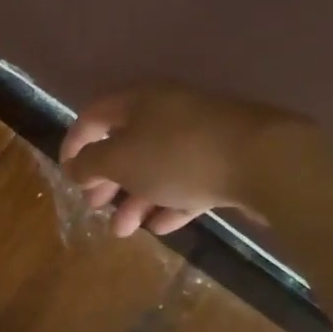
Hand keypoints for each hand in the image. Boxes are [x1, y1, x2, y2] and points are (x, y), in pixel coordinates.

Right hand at [59, 85, 298, 237]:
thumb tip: (75, 166)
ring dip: (136, 198)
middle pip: (127, 143)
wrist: (265, 161)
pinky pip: (188, 180)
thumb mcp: (122, 160)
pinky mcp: (227, 160)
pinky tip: (161, 227)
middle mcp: (168, 111)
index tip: (67, 174)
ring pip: (158, 166)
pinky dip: (170, 201)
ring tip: (124, 230)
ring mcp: (201, 135)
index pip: (95, 116)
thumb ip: (91, 163)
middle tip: (96, 205)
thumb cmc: (179, 155)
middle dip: (107, 178)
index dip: (75, 143)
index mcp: (139, 100)